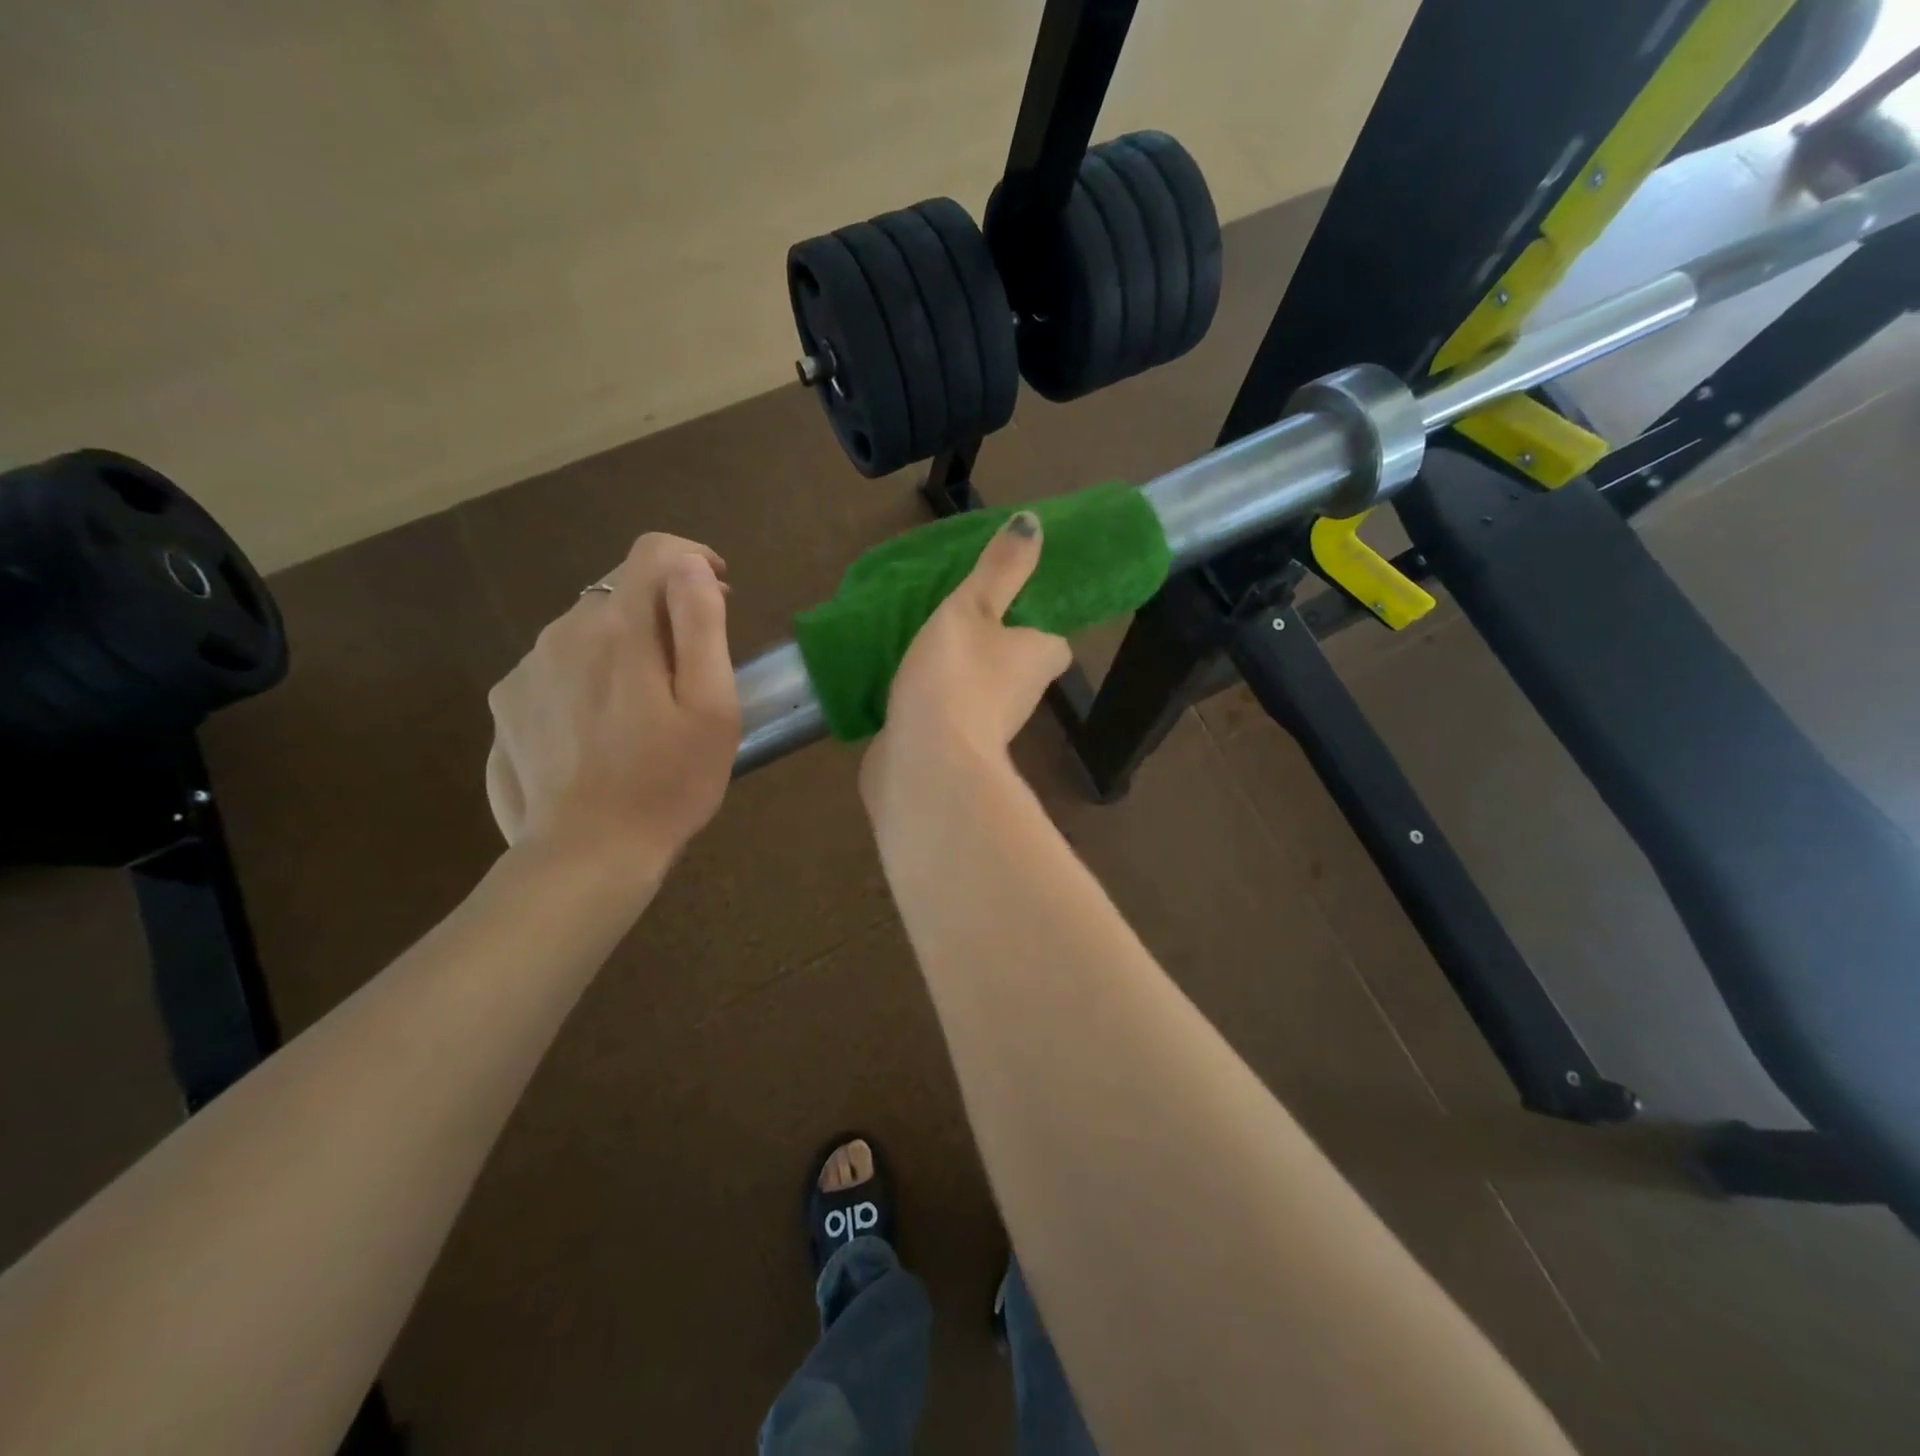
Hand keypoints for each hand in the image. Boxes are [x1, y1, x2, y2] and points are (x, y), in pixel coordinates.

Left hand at [486, 533, 738, 867]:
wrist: (587, 855)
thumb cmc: (669, 783)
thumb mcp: (711, 707)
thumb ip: (701, 625)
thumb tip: (690, 565)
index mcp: (621, 630)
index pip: (654, 553)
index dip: (693, 557)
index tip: (720, 587)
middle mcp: (564, 632)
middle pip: (620, 592)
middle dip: (663, 611)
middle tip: (692, 665)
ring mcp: (527, 668)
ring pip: (586, 629)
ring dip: (623, 644)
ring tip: (647, 704)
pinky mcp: (506, 702)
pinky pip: (556, 664)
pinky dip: (587, 674)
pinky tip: (602, 726)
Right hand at [863, 511, 1071, 795]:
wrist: (926, 763)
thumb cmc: (957, 675)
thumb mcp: (974, 607)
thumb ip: (1002, 569)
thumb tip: (1035, 522)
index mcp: (1039, 659)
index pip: (1052, 641)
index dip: (1034, 624)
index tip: (1006, 605)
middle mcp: (1022, 698)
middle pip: (1014, 665)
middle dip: (991, 647)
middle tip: (954, 616)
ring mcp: (984, 728)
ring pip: (976, 690)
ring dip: (957, 673)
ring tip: (921, 641)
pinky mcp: (949, 749)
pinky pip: (943, 714)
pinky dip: (930, 700)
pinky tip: (900, 683)